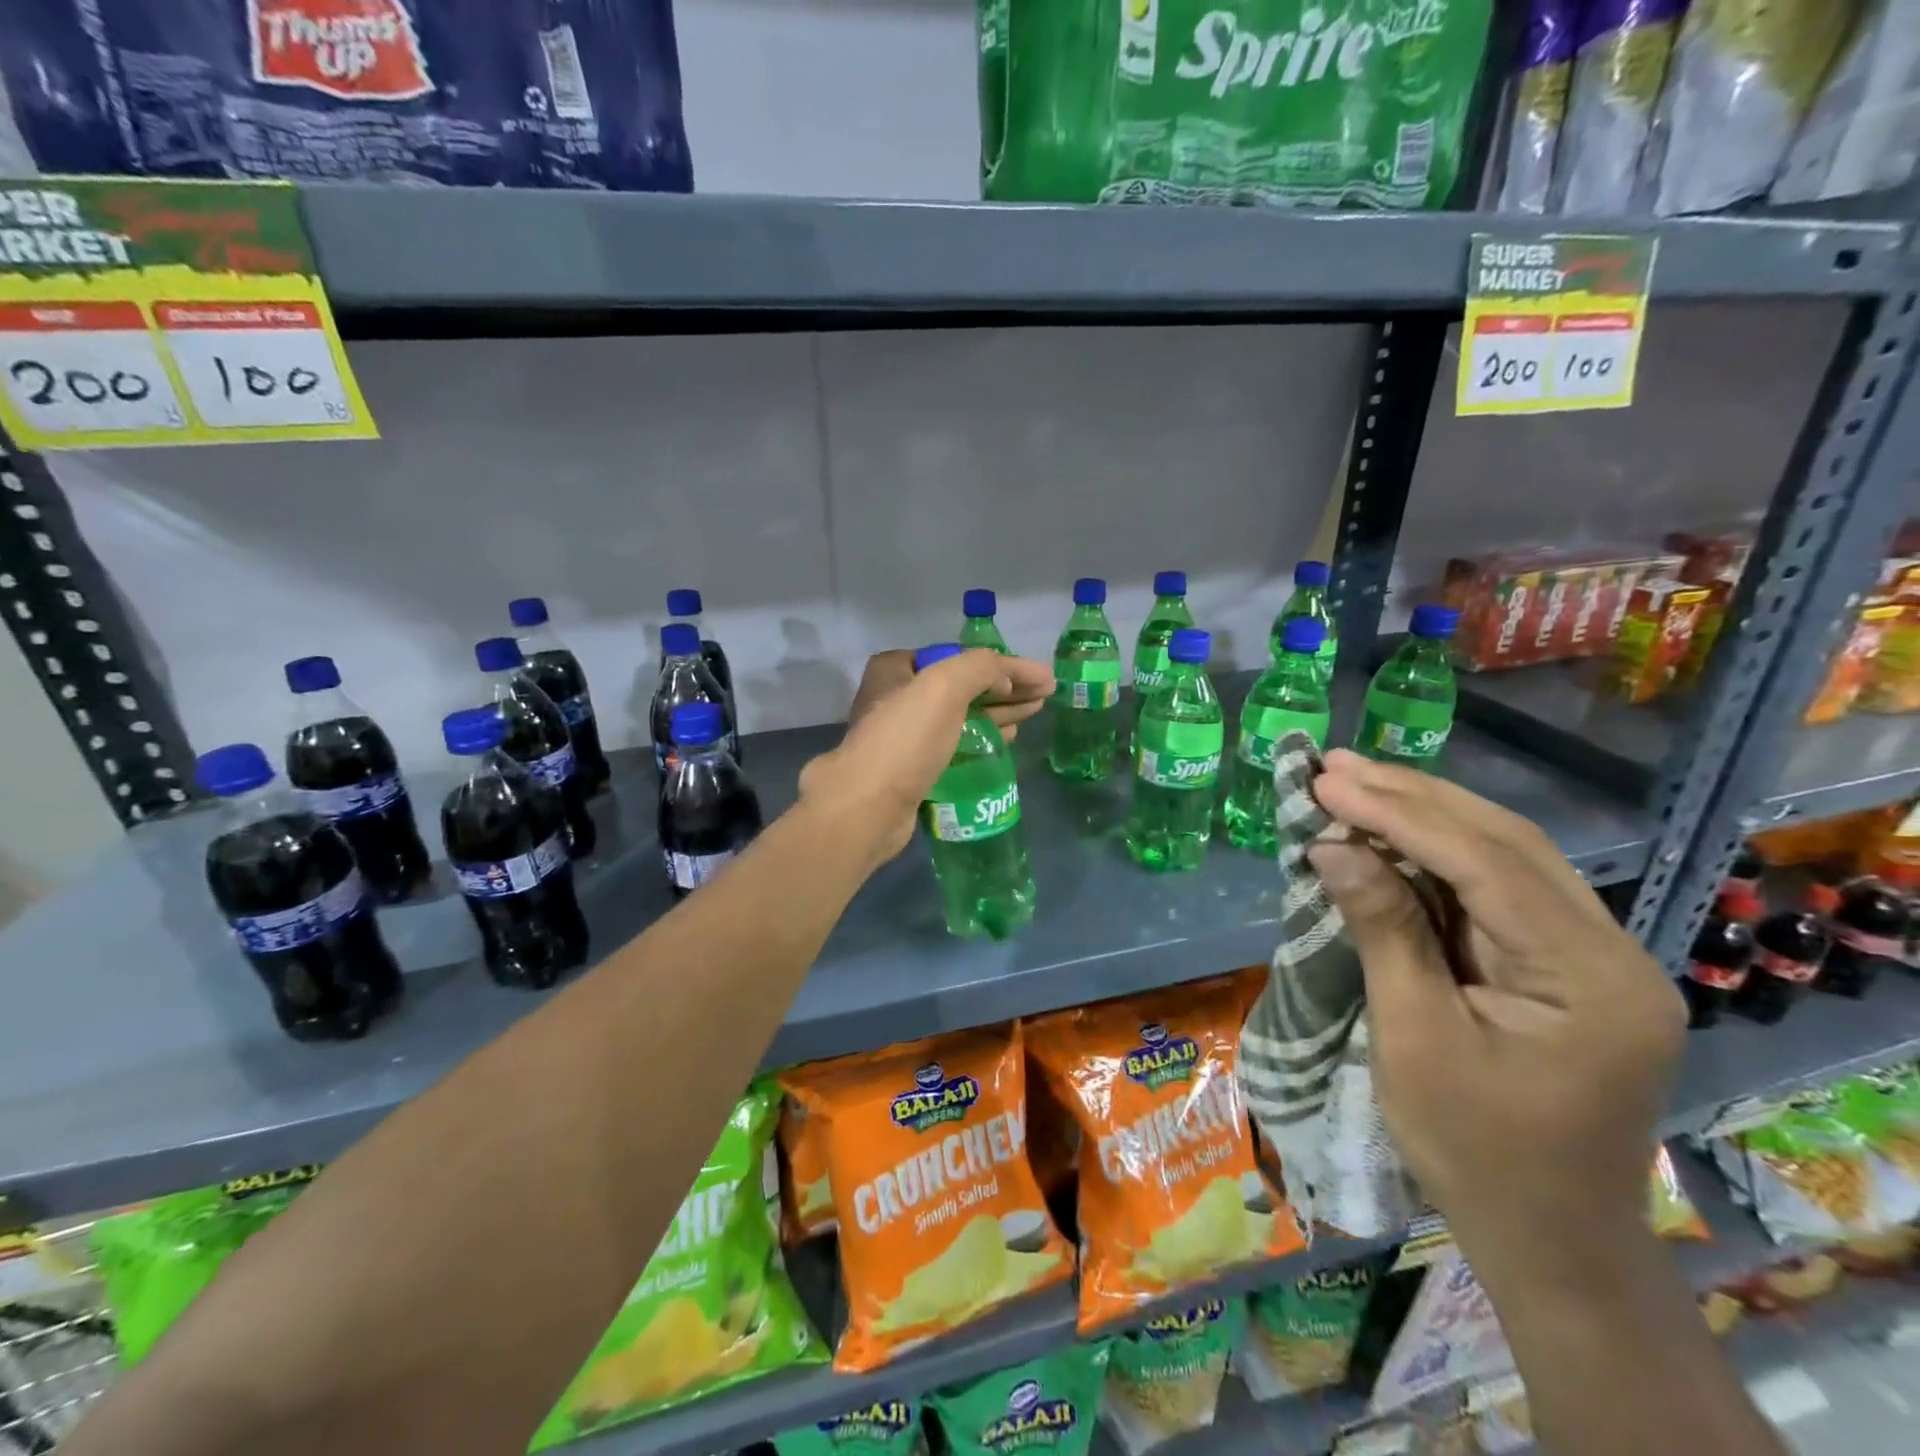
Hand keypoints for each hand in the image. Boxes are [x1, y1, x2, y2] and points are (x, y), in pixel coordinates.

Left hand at [799, 649, 1053, 871]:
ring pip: (961, 717)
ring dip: (998, 713)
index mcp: (896, 669)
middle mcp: (896, 697)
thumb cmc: (904, 740)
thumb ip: (982, 668)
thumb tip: (1010, 678)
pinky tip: (1006, 740)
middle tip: (1045, 696)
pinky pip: (954, 745)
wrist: (867, 807)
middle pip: (963, 687)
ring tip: (1034, 713)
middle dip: (1006, 689)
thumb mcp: (945, 686)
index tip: (1037, 677)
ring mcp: (903, 736)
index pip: (959, 658)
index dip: (1001, 665)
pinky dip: (981, 739)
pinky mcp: (912, 768)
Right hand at [1306, 750, 1684, 1283]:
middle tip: (1334, 765)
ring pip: (1505, 855)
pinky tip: (1391, 830)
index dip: (1400, 815)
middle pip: (1506, 844)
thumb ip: (1384, 930)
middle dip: (1413, 798)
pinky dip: (1437, 853)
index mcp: (1591, 978)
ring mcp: (1593, 956)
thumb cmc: (1473, 1148)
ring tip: (1353, 780)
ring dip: (1425, 814)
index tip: (1327, 782)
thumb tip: (1332, 845)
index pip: (1488, 864)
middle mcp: (1610, 952)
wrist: (1545, 1236)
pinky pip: (1499, 887)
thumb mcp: (1416, 1037)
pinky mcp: (1564, 964)